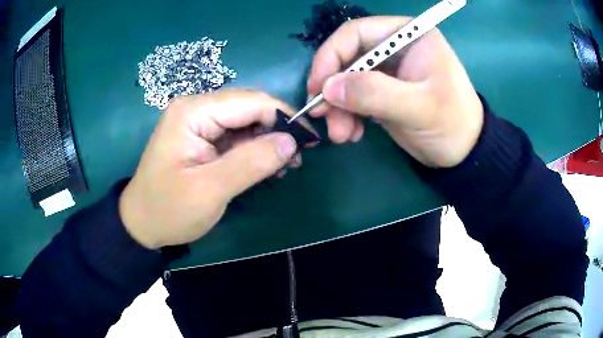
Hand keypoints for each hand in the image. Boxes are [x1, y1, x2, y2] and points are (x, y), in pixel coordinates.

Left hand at [119, 90, 298, 248]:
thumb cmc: (169, 210)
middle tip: (299, 157)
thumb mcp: (210, 190)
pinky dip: (254, 149)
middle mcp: (196, 108)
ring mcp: (198, 122)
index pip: (250, 102)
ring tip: (286, 165)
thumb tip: (291, 141)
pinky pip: (235, 136)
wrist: (142, 224)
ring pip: (245, 122)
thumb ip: (251, 162)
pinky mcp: (201, 138)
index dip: (284, 117)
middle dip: (277, 129)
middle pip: (249, 108)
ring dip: (268, 140)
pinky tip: (268, 165)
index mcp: (193, 112)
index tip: (310, 139)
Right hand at [307, 16, 483, 167]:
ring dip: (338, 107)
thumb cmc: (452, 124)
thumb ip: (375, 94)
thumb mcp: (419, 108)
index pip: (357, 32)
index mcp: (408, 36)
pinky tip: (352, 134)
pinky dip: (347, 115)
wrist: (464, 152)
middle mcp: (395, 47)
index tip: (318, 87)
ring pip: (347, 80)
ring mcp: (388, 70)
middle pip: (348, 57)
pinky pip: (354, 97)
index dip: (331, 56)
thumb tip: (328, 88)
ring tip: (341, 135)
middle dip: (333, 88)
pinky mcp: (383, 91)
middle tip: (322, 117)